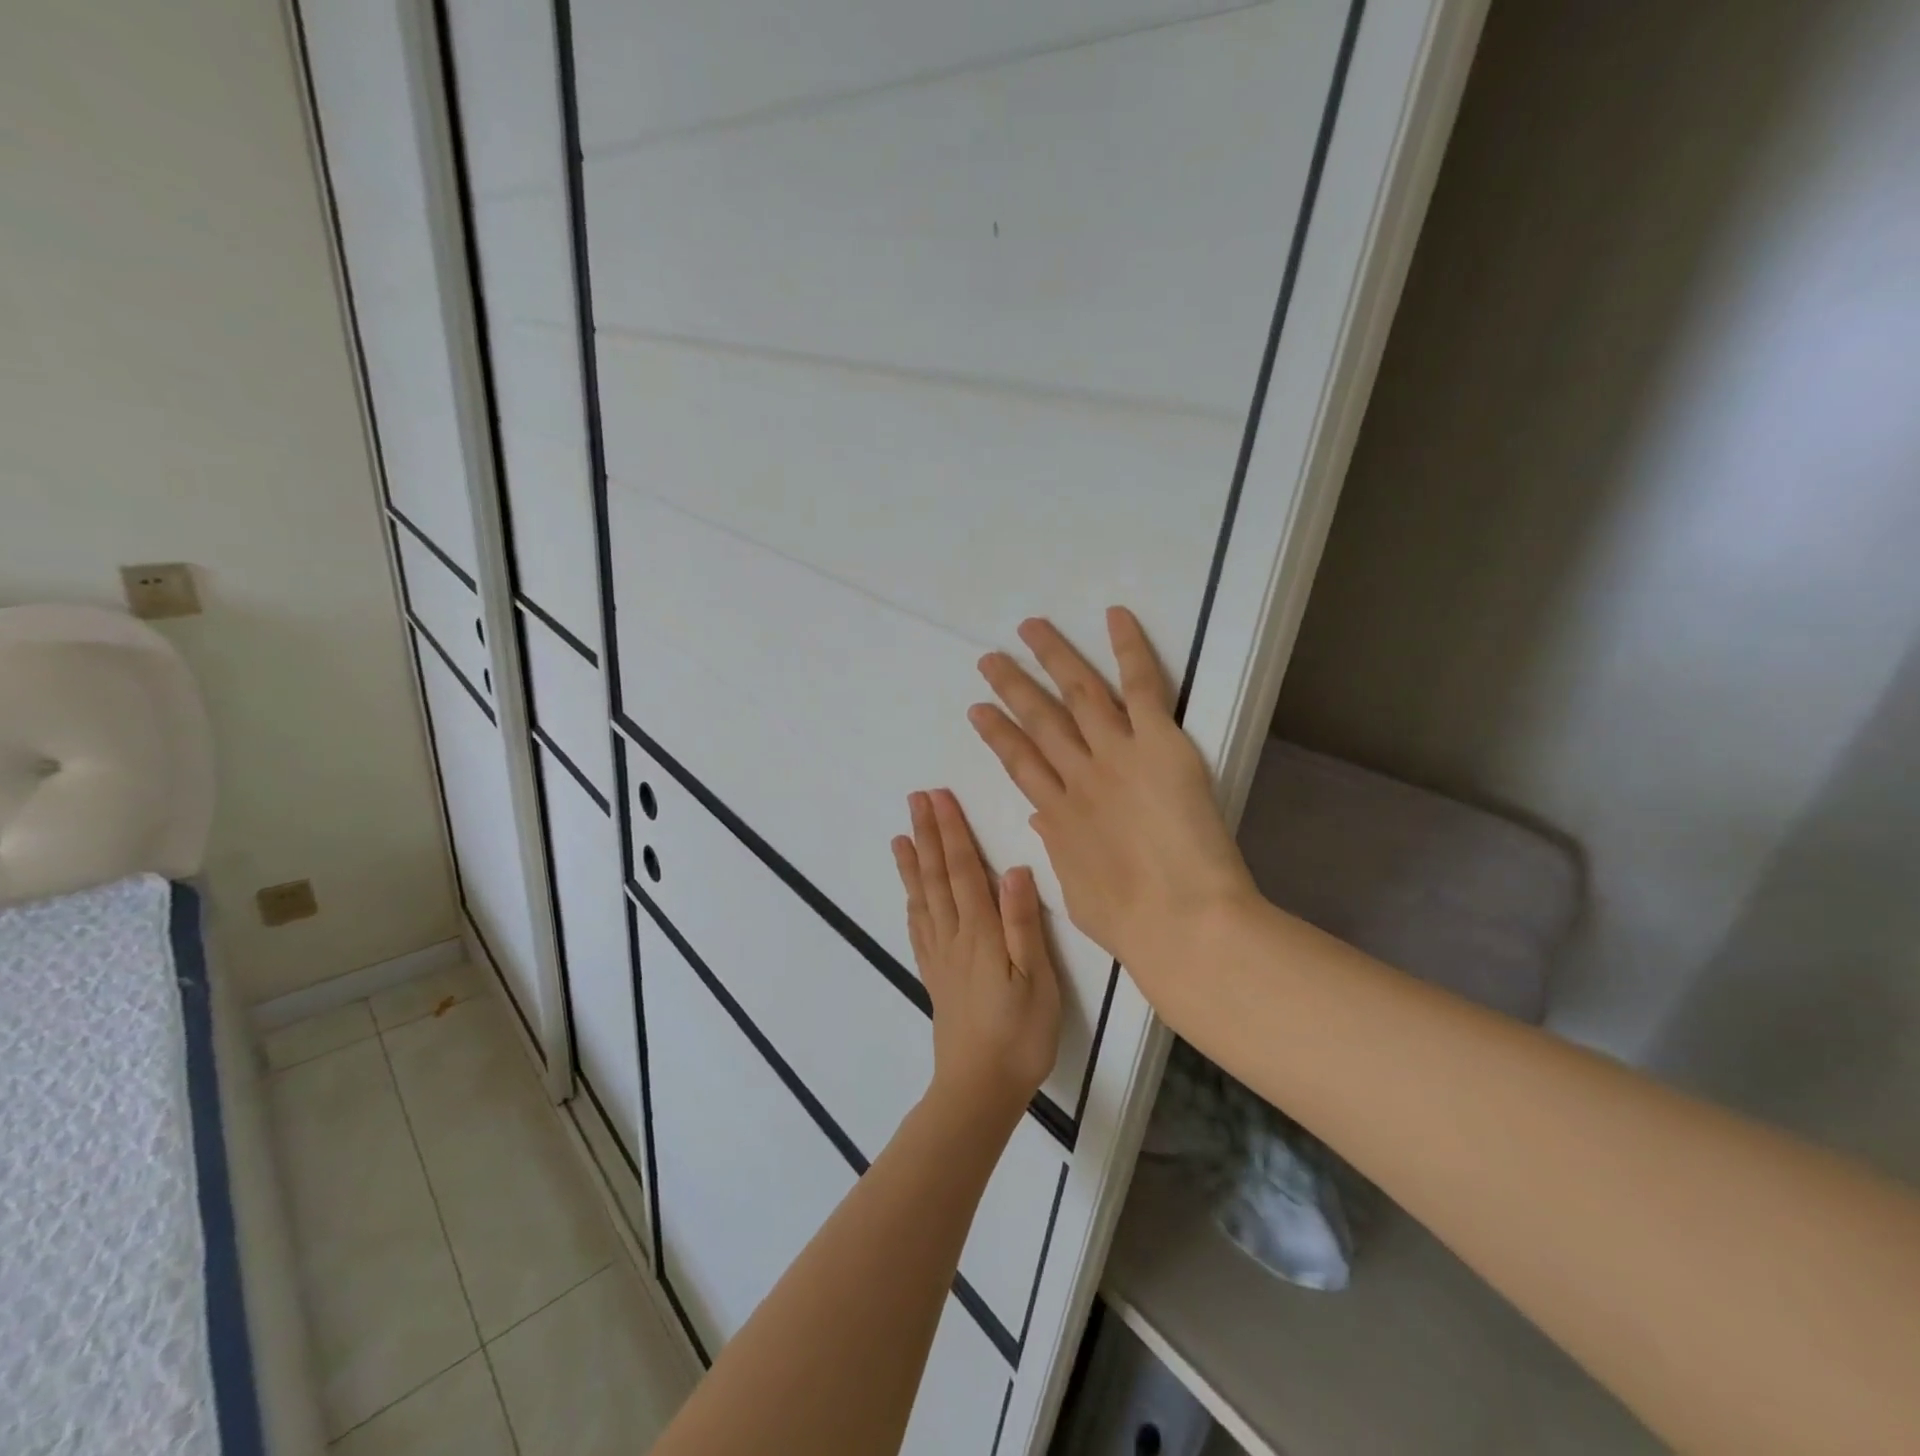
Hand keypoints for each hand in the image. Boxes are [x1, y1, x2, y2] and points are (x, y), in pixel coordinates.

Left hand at [892, 790, 1061, 1117]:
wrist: (980, 1089)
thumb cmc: (1020, 1035)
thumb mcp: (1037, 981)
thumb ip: (1023, 924)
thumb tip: (1014, 869)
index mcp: (980, 932)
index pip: (962, 869)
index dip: (951, 831)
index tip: (939, 798)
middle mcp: (954, 936)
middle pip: (936, 876)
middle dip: (927, 834)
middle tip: (915, 800)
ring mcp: (940, 957)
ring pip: (922, 898)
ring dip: (912, 863)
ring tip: (901, 836)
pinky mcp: (935, 977)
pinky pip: (918, 929)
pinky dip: (911, 903)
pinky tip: (910, 896)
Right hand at [968, 607, 1258, 1010]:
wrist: (1183, 921)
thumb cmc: (1131, 922)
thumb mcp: (1079, 890)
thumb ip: (1060, 849)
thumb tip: (1045, 819)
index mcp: (1059, 815)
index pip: (1020, 763)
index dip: (998, 734)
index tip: (979, 711)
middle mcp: (1079, 776)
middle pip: (1038, 721)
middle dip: (1012, 688)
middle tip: (990, 659)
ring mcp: (1116, 755)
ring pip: (1078, 693)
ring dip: (1053, 657)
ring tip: (1030, 628)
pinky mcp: (1158, 744)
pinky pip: (1141, 686)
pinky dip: (1128, 648)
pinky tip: (1114, 616)